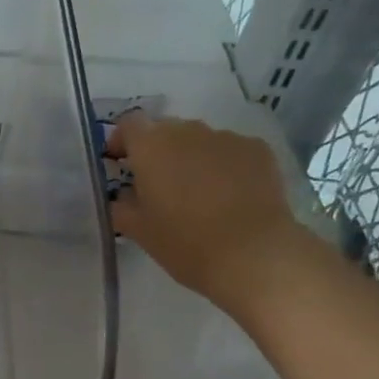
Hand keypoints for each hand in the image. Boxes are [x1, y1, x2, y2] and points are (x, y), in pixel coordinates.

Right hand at [106, 113, 312, 311]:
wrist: (252, 255)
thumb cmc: (184, 243)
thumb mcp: (139, 232)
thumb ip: (122, 207)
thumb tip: (123, 197)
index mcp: (151, 147)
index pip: (129, 124)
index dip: (121, 140)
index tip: (120, 163)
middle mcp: (187, 132)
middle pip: (165, 130)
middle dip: (158, 152)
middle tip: (158, 185)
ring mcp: (226, 138)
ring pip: (199, 140)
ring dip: (191, 158)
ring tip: (198, 193)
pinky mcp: (258, 150)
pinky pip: (231, 150)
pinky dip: (224, 165)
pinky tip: (230, 195)